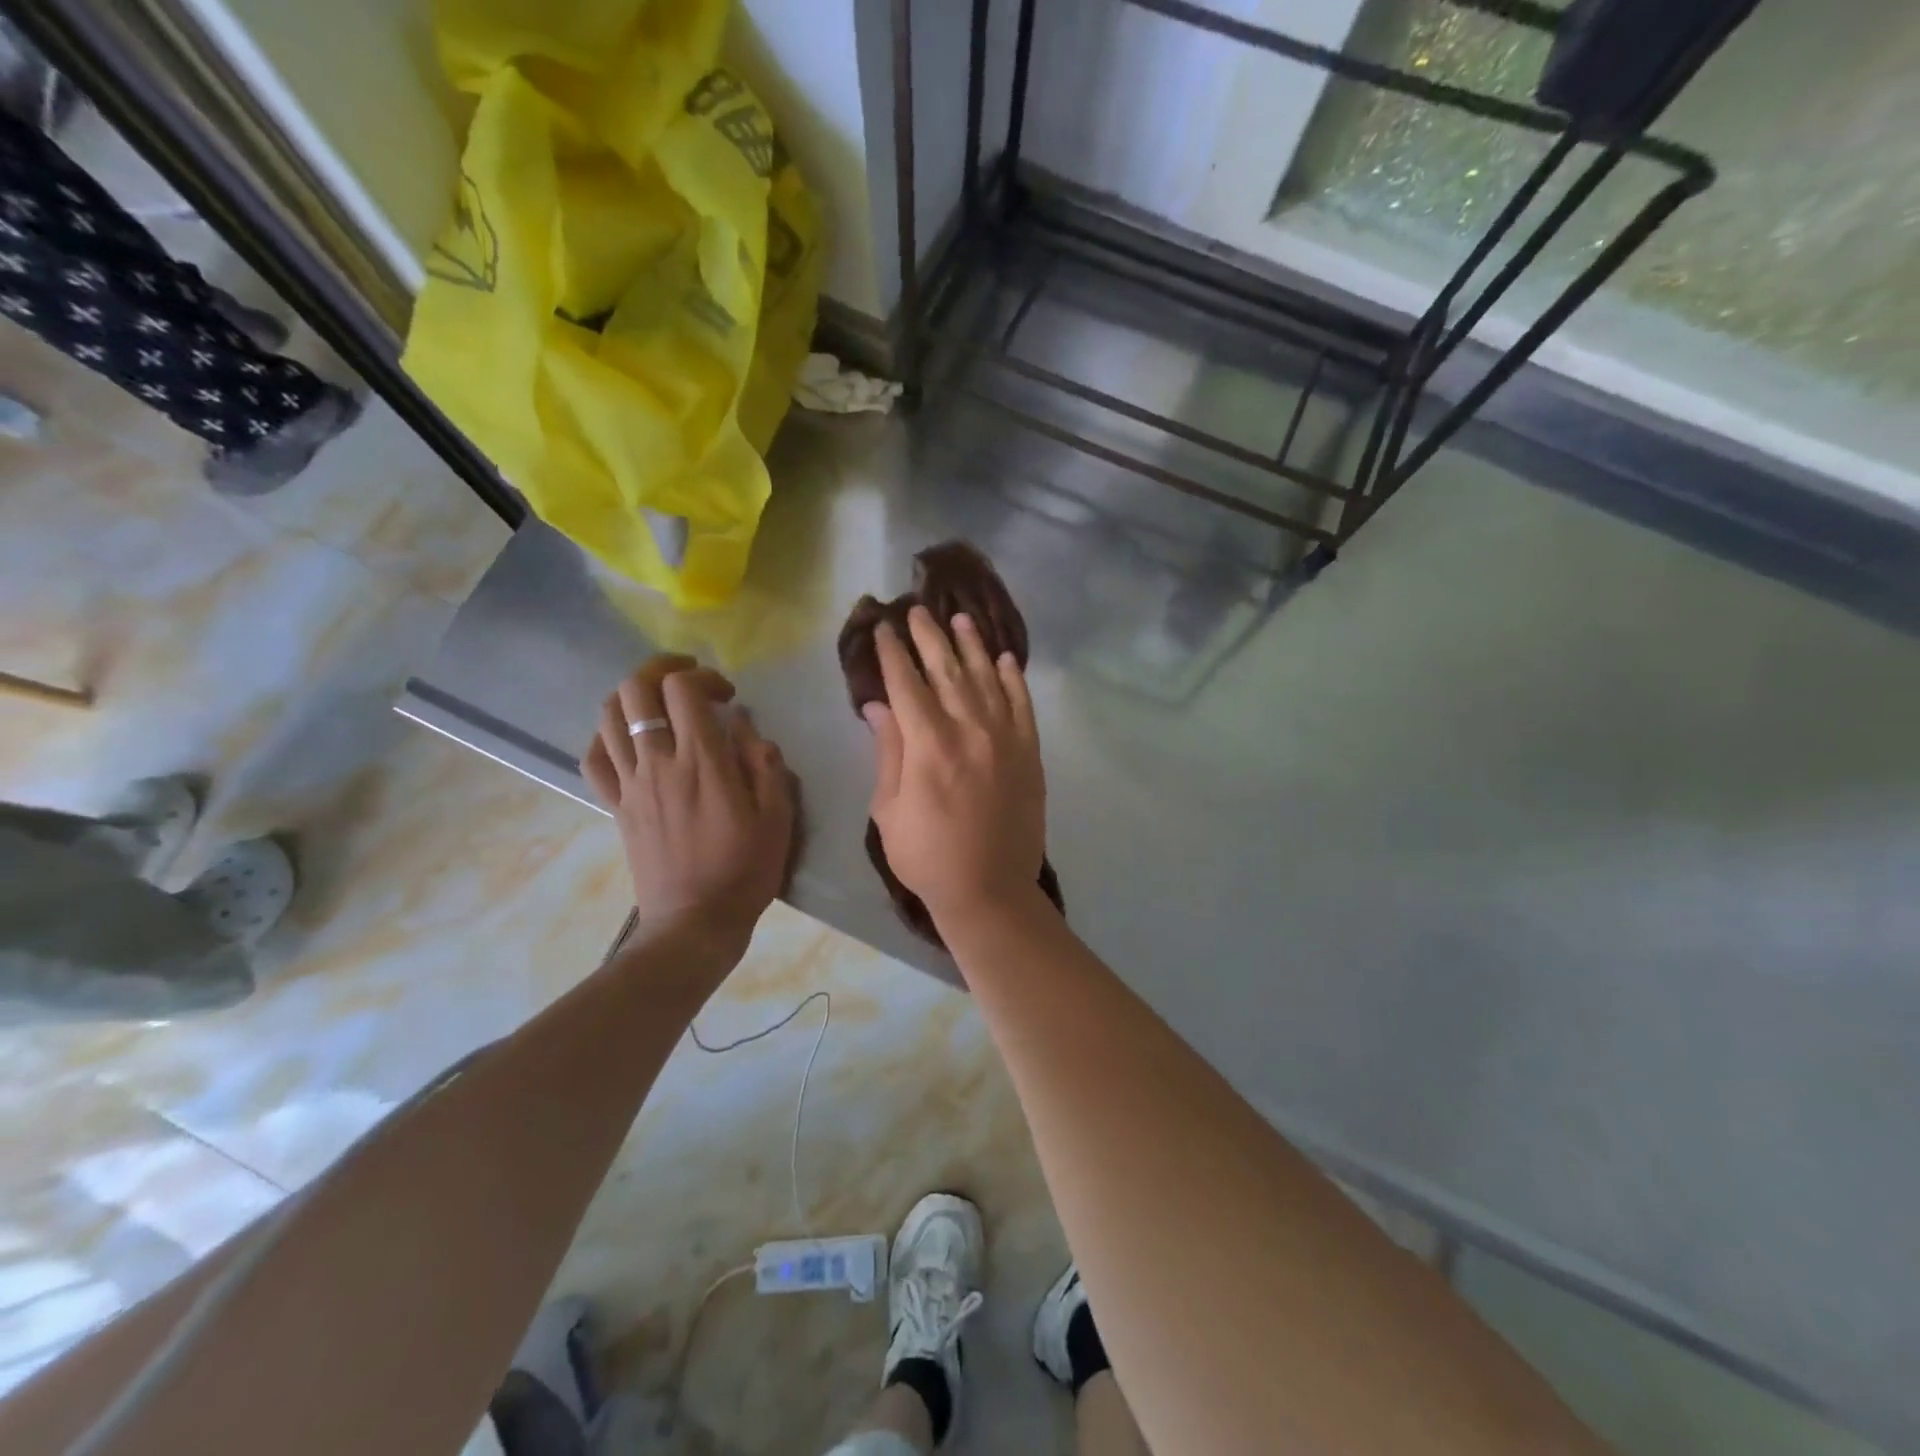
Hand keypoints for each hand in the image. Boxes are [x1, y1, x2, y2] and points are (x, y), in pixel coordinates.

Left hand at [582, 655, 794, 958]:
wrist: (695, 922)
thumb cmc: (745, 869)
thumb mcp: (777, 817)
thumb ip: (764, 764)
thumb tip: (745, 727)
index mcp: (701, 762)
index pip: (682, 690)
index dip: (704, 678)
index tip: (727, 696)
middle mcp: (658, 763)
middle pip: (635, 690)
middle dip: (661, 670)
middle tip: (689, 682)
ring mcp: (630, 784)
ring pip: (609, 716)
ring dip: (634, 696)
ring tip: (660, 704)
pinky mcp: (616, 805)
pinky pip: (594, 757)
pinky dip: (607, 735)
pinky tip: (630, 739)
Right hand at [865, 606, 1044, 929]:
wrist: (990, 890)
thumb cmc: (927, 856)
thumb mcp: (889, 808)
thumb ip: (887, 751)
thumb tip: (877, 705)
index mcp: (929, 744)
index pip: (907, 683)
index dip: (893, 652)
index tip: (884, 626)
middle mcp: (970, 730)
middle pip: (947, 670)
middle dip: (929, 637)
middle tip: (917, 609)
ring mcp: (1006, 739)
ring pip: (987, 679)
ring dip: (972, 646)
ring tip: (960, 619)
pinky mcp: (1030, 754)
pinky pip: (1023, 706)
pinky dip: (1015, 680)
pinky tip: (1006, 659)